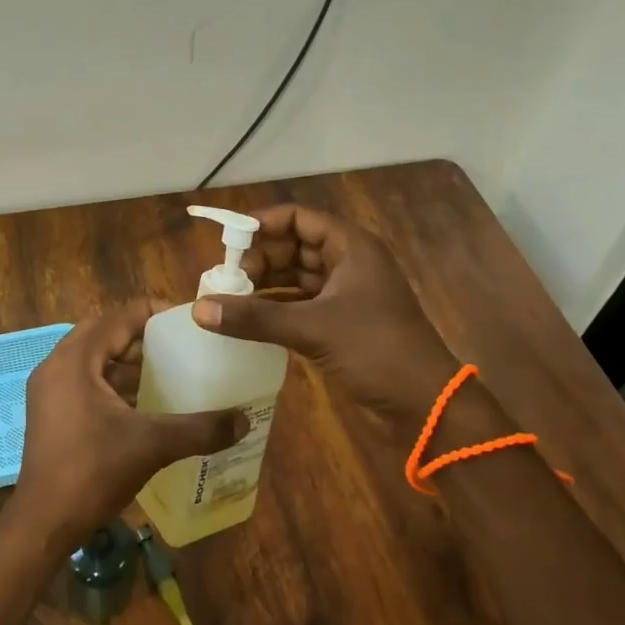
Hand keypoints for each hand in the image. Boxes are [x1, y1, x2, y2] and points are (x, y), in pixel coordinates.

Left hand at [2, 300, 245, 556]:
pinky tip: (145, 403)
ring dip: (129, 361)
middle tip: (182, 346)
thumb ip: (199, 429)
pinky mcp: (51, 411)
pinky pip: (87, 380)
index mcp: (75, 360)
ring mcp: (50, 390)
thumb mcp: (151, 446)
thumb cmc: (92, 473)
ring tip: (170, 371)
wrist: (43, 524)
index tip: (190, 322)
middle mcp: (57, 365)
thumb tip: (244, 420)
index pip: (120, 316)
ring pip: (95, 358)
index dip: (157, 313)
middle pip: (106, 333)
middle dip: (144, 337)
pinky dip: (114, 383)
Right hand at [191, 205, 457, 424]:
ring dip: (264, 286)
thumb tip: (199, 308)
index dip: (263, 224)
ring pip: (294, 278)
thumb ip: (255, 317)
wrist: (425, 406)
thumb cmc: (376, 350)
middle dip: (258, 260)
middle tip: (224, 280)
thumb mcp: (313, 329)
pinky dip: (274, 310)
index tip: (227, 241)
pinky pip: (299, 306)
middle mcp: (347, 264)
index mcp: (351, 248)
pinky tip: (247, 320)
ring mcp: (344, 295)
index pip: (299, 218)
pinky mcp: (340, 324)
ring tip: (228, 299)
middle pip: (293, 247)